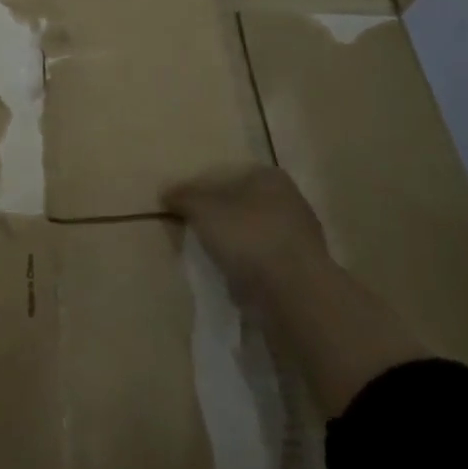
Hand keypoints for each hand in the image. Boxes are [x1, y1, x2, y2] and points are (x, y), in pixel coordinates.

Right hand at [160, 164, 326, 307]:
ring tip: (207, 257)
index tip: (183, 207)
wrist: (294, 294)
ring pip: (252, 233)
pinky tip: (229, 276)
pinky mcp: (301, 269)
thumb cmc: (247, 237)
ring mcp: (299, 237)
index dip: (202, 188)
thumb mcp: (202, 209)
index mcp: (270, 177)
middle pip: (240, 204)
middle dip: (218, 217)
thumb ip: (183, 197)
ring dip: (232, 244)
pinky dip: (246, 266)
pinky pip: (263, 261)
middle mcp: (290, 200)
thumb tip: (166, 192)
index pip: (227, 174)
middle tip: (191, 231)